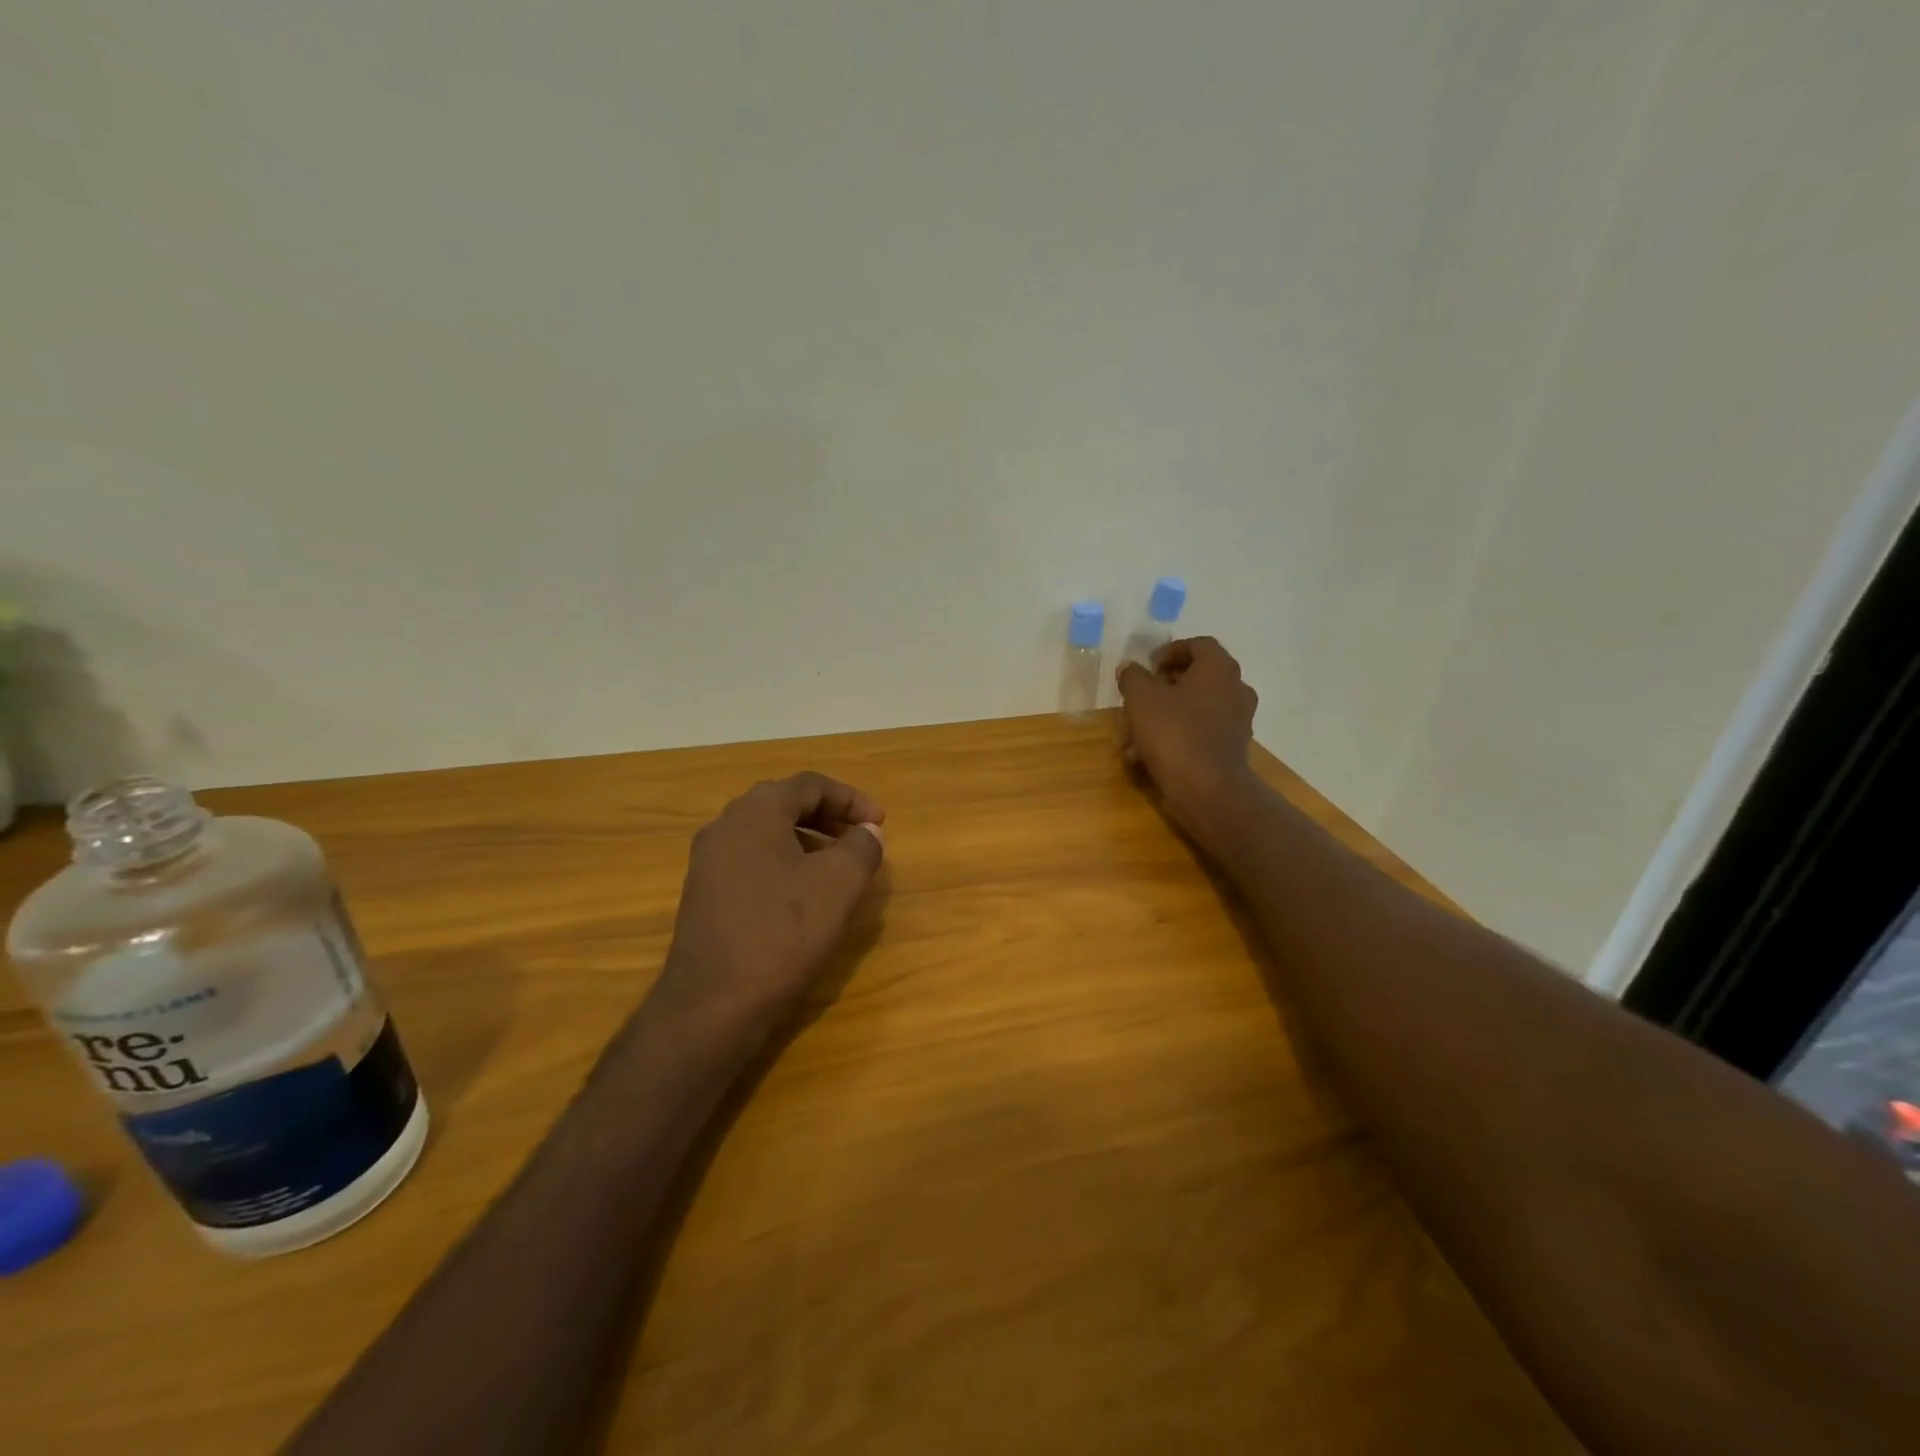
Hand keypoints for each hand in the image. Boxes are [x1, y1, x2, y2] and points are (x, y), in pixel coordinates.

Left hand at [652, 772, 886, 1036]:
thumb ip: (861, 847)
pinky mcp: (703, 894)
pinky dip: (785, 865)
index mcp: (756, 812)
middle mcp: (725, 826)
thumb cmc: (782, 934)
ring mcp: (708, 862)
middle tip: (861, 839)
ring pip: (767, 834)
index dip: (851, 798)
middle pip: (785, 804)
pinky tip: (803, 898)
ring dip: (808, 842)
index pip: (810, 785)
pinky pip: (752, 862)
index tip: (880, 824)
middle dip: (829, 817)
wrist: (712, 1005)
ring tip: (839, 869)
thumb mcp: (839, 885)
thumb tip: (867, 832)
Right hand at [1116, 637, 1259, 828]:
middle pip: (1194, 678)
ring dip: (1161, 718)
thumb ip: (1133, 677)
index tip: (1147, 668)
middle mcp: (1235, 689)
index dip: (1169, 651)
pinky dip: (1174, 739)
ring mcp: (1236, 721)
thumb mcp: (1141, 698)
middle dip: (1159, 690)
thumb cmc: (1174, 733)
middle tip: (1136, 701)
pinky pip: (1198, 734)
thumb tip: (1130, 668)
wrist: (1208, 790)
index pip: (1198, 644)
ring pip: (1192, 710)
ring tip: (1131, 739)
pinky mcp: (1230, 749)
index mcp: (1218, 669)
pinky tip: (1144, 758)